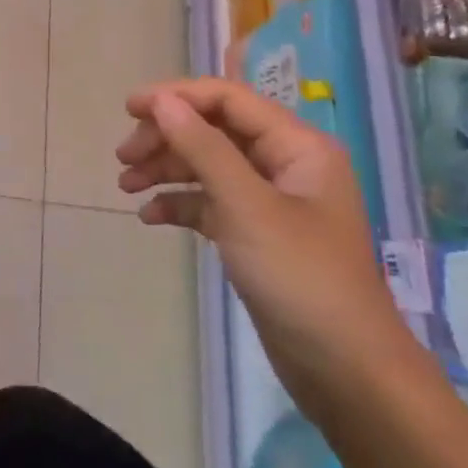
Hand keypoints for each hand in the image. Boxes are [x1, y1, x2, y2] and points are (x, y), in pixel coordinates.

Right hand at [117, 78, 420, 426]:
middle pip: (214, 130)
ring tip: (125, 187)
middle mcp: (285, 165)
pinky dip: (180, 204)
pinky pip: (210, 203)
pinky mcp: (256, 234)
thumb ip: (202, 148)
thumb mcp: (245, 206)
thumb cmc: (300, 277)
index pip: (228, 100)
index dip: (176, 97)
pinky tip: (150, 217)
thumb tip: (162, 102)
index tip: (128, 109)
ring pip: (207, 166)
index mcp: (297, 147)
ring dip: (166, 170)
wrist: (345, 370)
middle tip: (122, 157)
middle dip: (166, 138)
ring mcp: (271, 201)